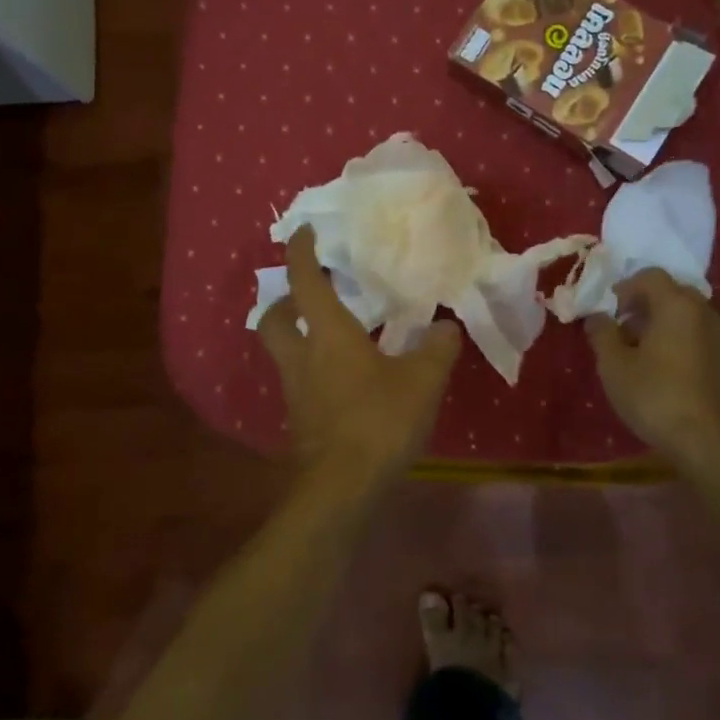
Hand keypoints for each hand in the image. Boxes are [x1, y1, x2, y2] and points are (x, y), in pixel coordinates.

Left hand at [257, 226, 462, 482]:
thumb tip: (446, 326)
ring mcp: (296, 391)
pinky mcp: (300, 421)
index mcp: (328, 335)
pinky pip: (299, 383)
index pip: (305, 281)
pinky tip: (344, 382)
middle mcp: (302, 357)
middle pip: (273, 319)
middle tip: (307, 295)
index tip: (305, 232)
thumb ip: (437, 349)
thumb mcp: (423, 380)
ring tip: (332, 337)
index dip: (302, 252)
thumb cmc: (379, 420)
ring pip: (283, 353)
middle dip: (283, 301)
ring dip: (298, 337)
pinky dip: (313, 372)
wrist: (342, 487)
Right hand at [585, 269, 719, 470]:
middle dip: (645, 304)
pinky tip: (664, 369)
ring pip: (688, 315)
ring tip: (641, 351)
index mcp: (677, 305)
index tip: (609, 311)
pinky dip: (680, 340)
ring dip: (663, 323)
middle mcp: (705, 312)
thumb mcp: (614, 365)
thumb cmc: (655, 396)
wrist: (708, 441)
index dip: (625, 288)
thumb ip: (602, 333)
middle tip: (623, 328)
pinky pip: (700, 335)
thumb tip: (596, 317)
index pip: (650, 276)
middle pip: (672, 293)